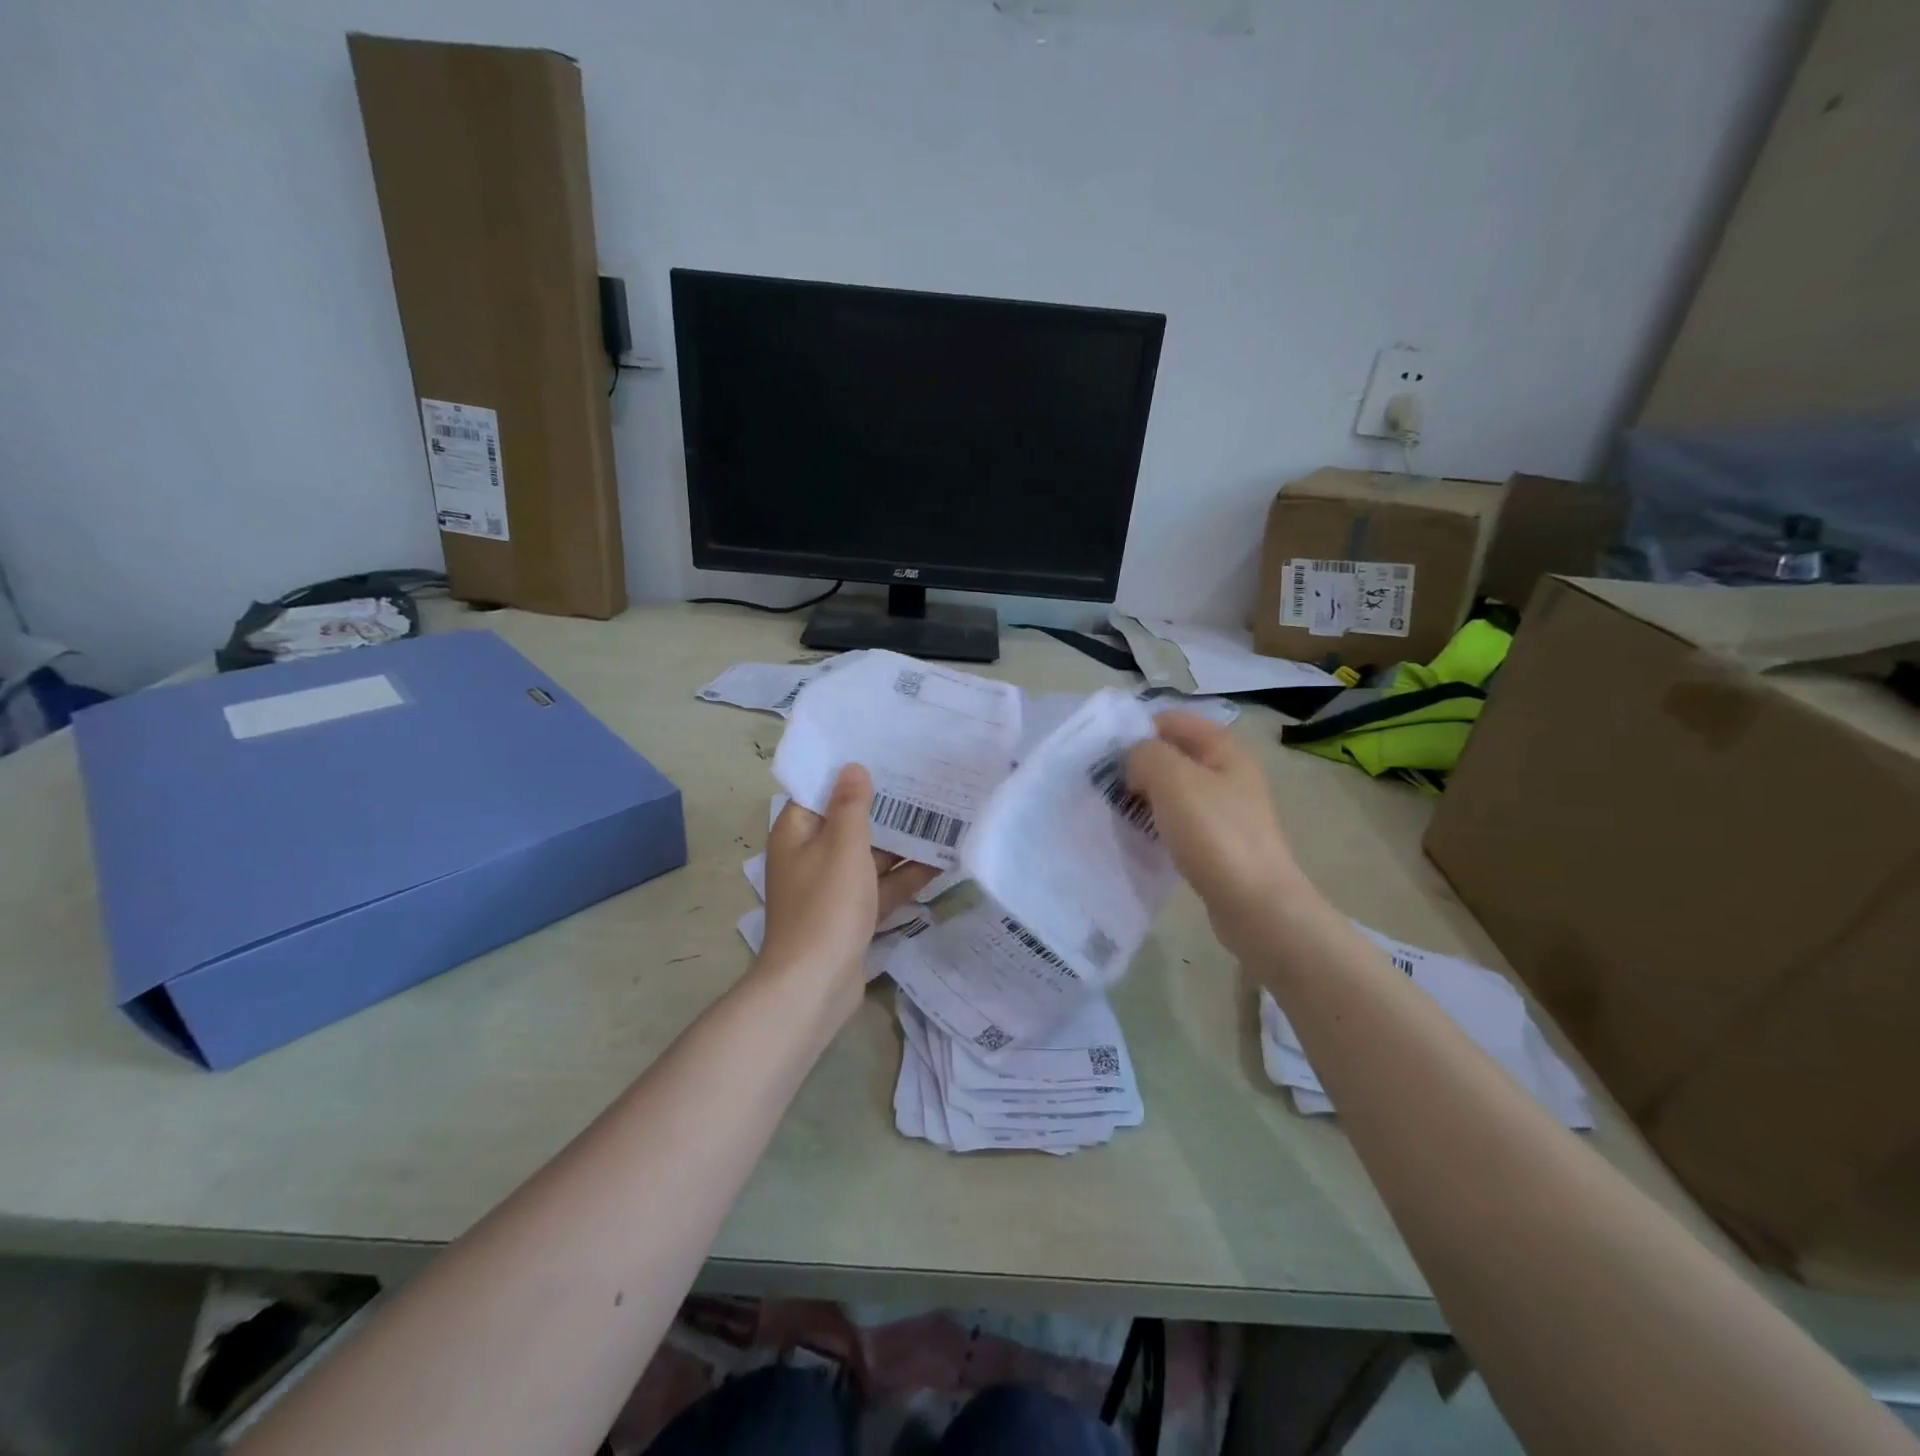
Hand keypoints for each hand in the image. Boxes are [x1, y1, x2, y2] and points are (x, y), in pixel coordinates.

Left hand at [760, 765, 938, 997]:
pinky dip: (904, 877)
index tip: (885, 754)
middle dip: (886, 808)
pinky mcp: (851, 915)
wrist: (814, 985)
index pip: (821, 792)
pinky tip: (940, 861)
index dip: (850, 775)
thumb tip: (852, 768)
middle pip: (849, 824)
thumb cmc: (826, 906)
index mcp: (797, 833)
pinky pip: (879, 887)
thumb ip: (851, 806)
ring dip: (901, 843)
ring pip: (869, 857)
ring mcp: (832, 889)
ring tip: (942, 816)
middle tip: (925, 782)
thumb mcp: (842, 846)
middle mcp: (810, 856)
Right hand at [1126, 713, 1311, 959]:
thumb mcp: (1173, 779)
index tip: (1107, 754)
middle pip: (1174, 755)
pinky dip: (1159, 824)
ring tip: (1117, 811)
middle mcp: (1229, 773)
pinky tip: (1141, 837)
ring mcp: (1227, 810)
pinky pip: (1181, 821)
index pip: (1173, 720)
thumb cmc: (1215, 834)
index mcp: (1224, 749)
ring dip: (1146, 796)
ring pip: (1175, 790)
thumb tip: (1135, 760)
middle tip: (1107, 785)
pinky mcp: (1220, 842)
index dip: (1138, 730)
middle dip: (1139, 765)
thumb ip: (1145, 754)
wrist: (1255, 904)